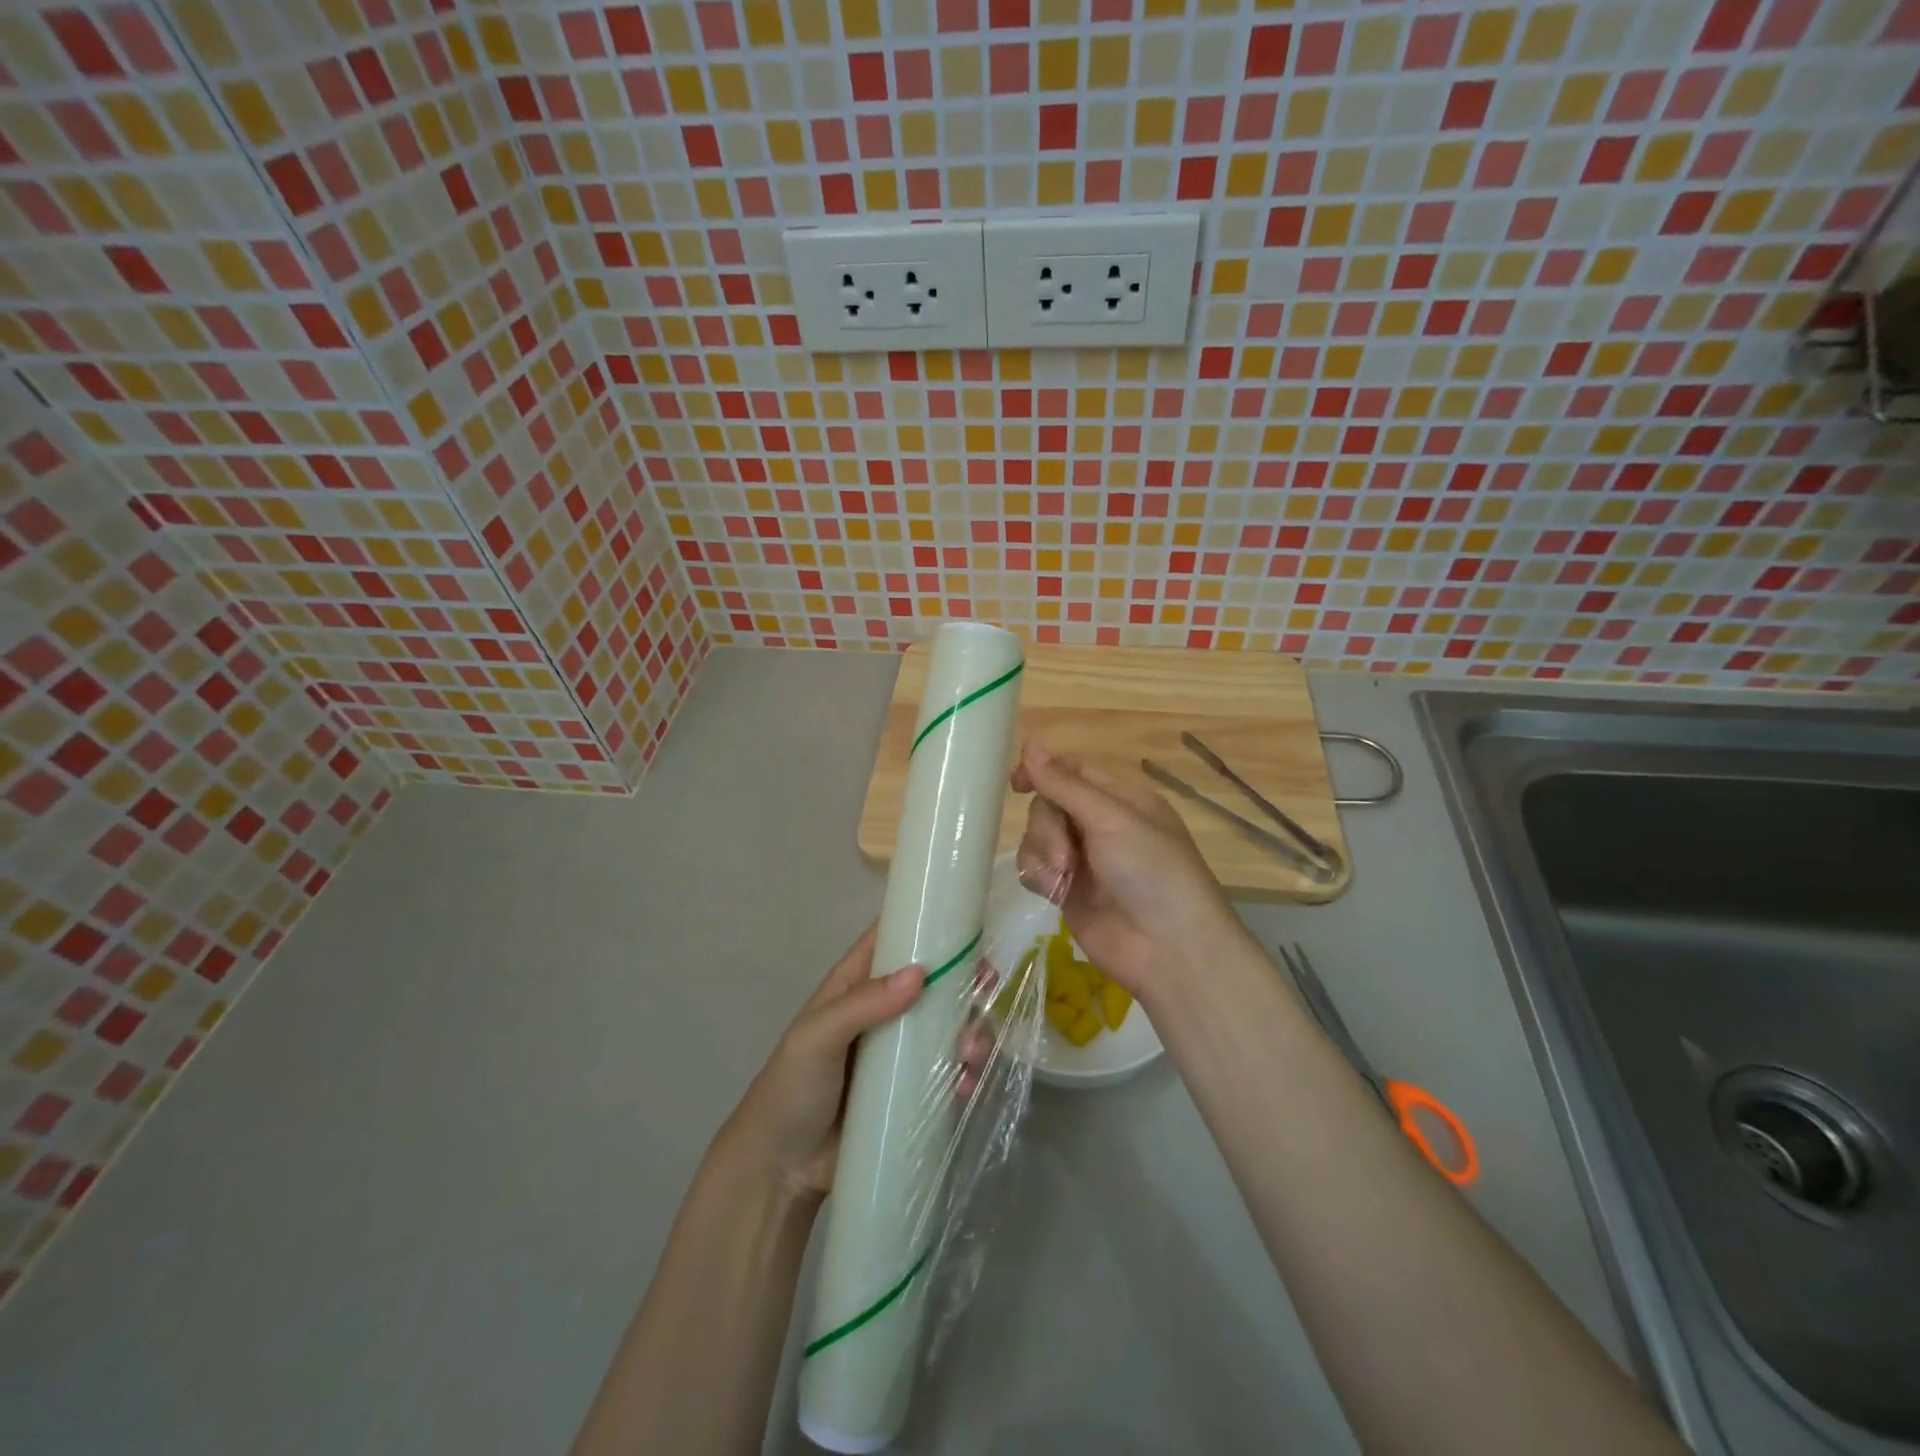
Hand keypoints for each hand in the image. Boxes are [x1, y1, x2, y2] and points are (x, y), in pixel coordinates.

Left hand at [718, 928, 994, 1201]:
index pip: (894, 939)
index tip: (968, 927)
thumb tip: (920, 974)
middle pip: (935, 983)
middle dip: (964, 982)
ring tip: (971, 1052)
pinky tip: (966, 1085)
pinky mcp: (914, 1091)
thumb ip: (864, 1004)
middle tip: (985, 987)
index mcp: (857, 984)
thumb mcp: (817, 1037)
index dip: (928, 927)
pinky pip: (950, 1073)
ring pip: (949, 1027)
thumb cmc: (791, 1087)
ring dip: (971, 1031)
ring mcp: (902, 1052)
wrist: (781, 1169)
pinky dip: (966, 1073)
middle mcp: (885, 1010)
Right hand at [1012, 739, 1250, 1002]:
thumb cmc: (1151, 871)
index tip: (1016, 783)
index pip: (1072, 771)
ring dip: (1043, 854)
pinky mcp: (1068, 890)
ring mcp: (1084, 858)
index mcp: (1120, 798)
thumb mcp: (1110, 819)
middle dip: (1047, 827)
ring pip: (1037, 837)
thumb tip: (1029, 743)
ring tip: (1062, 879)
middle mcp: (1101, 824)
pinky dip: (1039, 877)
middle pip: (1049, 804)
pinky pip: (1036, 868)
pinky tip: (1053, 892)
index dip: (1042, 772)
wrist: (1167, 948)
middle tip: (1064, 856)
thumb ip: (1064, 784)